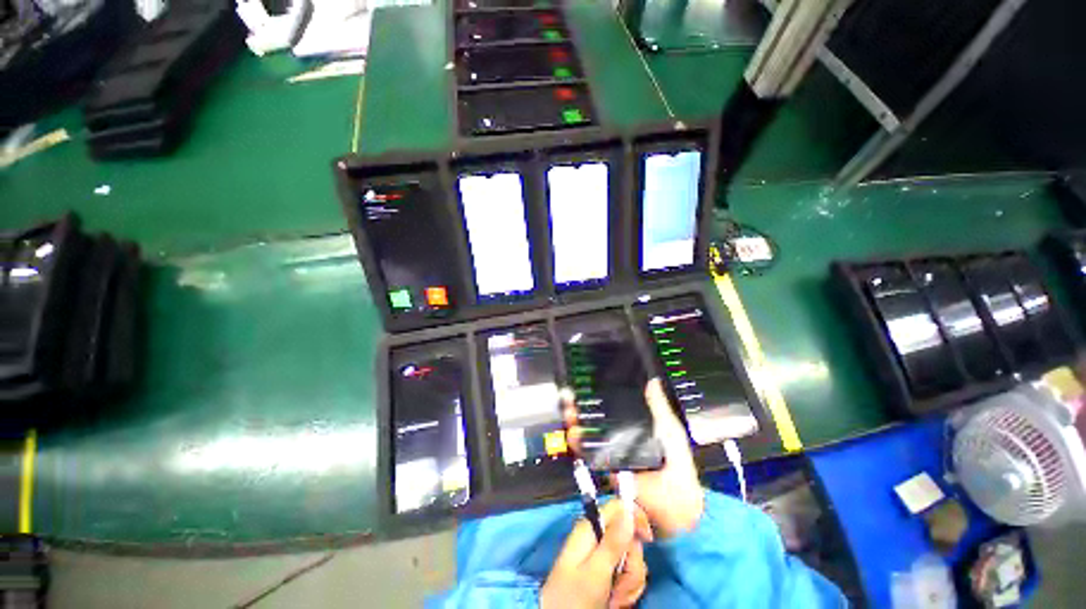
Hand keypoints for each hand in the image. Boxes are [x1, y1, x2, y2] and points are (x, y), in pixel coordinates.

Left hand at [540, 501, 651, 608]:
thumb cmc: (574, 596)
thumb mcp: (595, 571)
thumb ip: (613, 542)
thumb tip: (628, 512)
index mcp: (591, 527)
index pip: (618, 506)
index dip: (635, 517)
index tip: (648, 539)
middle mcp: (598, 536)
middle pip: (629, 536)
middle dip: (632, 563)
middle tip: (621, 584)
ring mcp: (602, 554)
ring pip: (631, 558)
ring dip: (630, 581)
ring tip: (615, 599)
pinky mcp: (606, 571)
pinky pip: (627, 574)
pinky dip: (627, 589)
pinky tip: (616, 601)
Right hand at [561, 379, 703, 537]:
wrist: (675, 505)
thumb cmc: (677, 465)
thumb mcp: (671, 430)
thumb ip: (660, 407)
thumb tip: (653, 381)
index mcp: (635, 426)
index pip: (613, 407)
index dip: (601, 395)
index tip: (591, 382)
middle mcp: (619, 437)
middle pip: (596, 418)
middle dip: (583, 405)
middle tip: (574, 393)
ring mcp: (610, 452)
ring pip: (588, 433)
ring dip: (576, 420)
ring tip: (570, 408)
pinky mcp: (604, 467)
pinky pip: (588, 454)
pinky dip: (578, 442)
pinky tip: (574, 431)